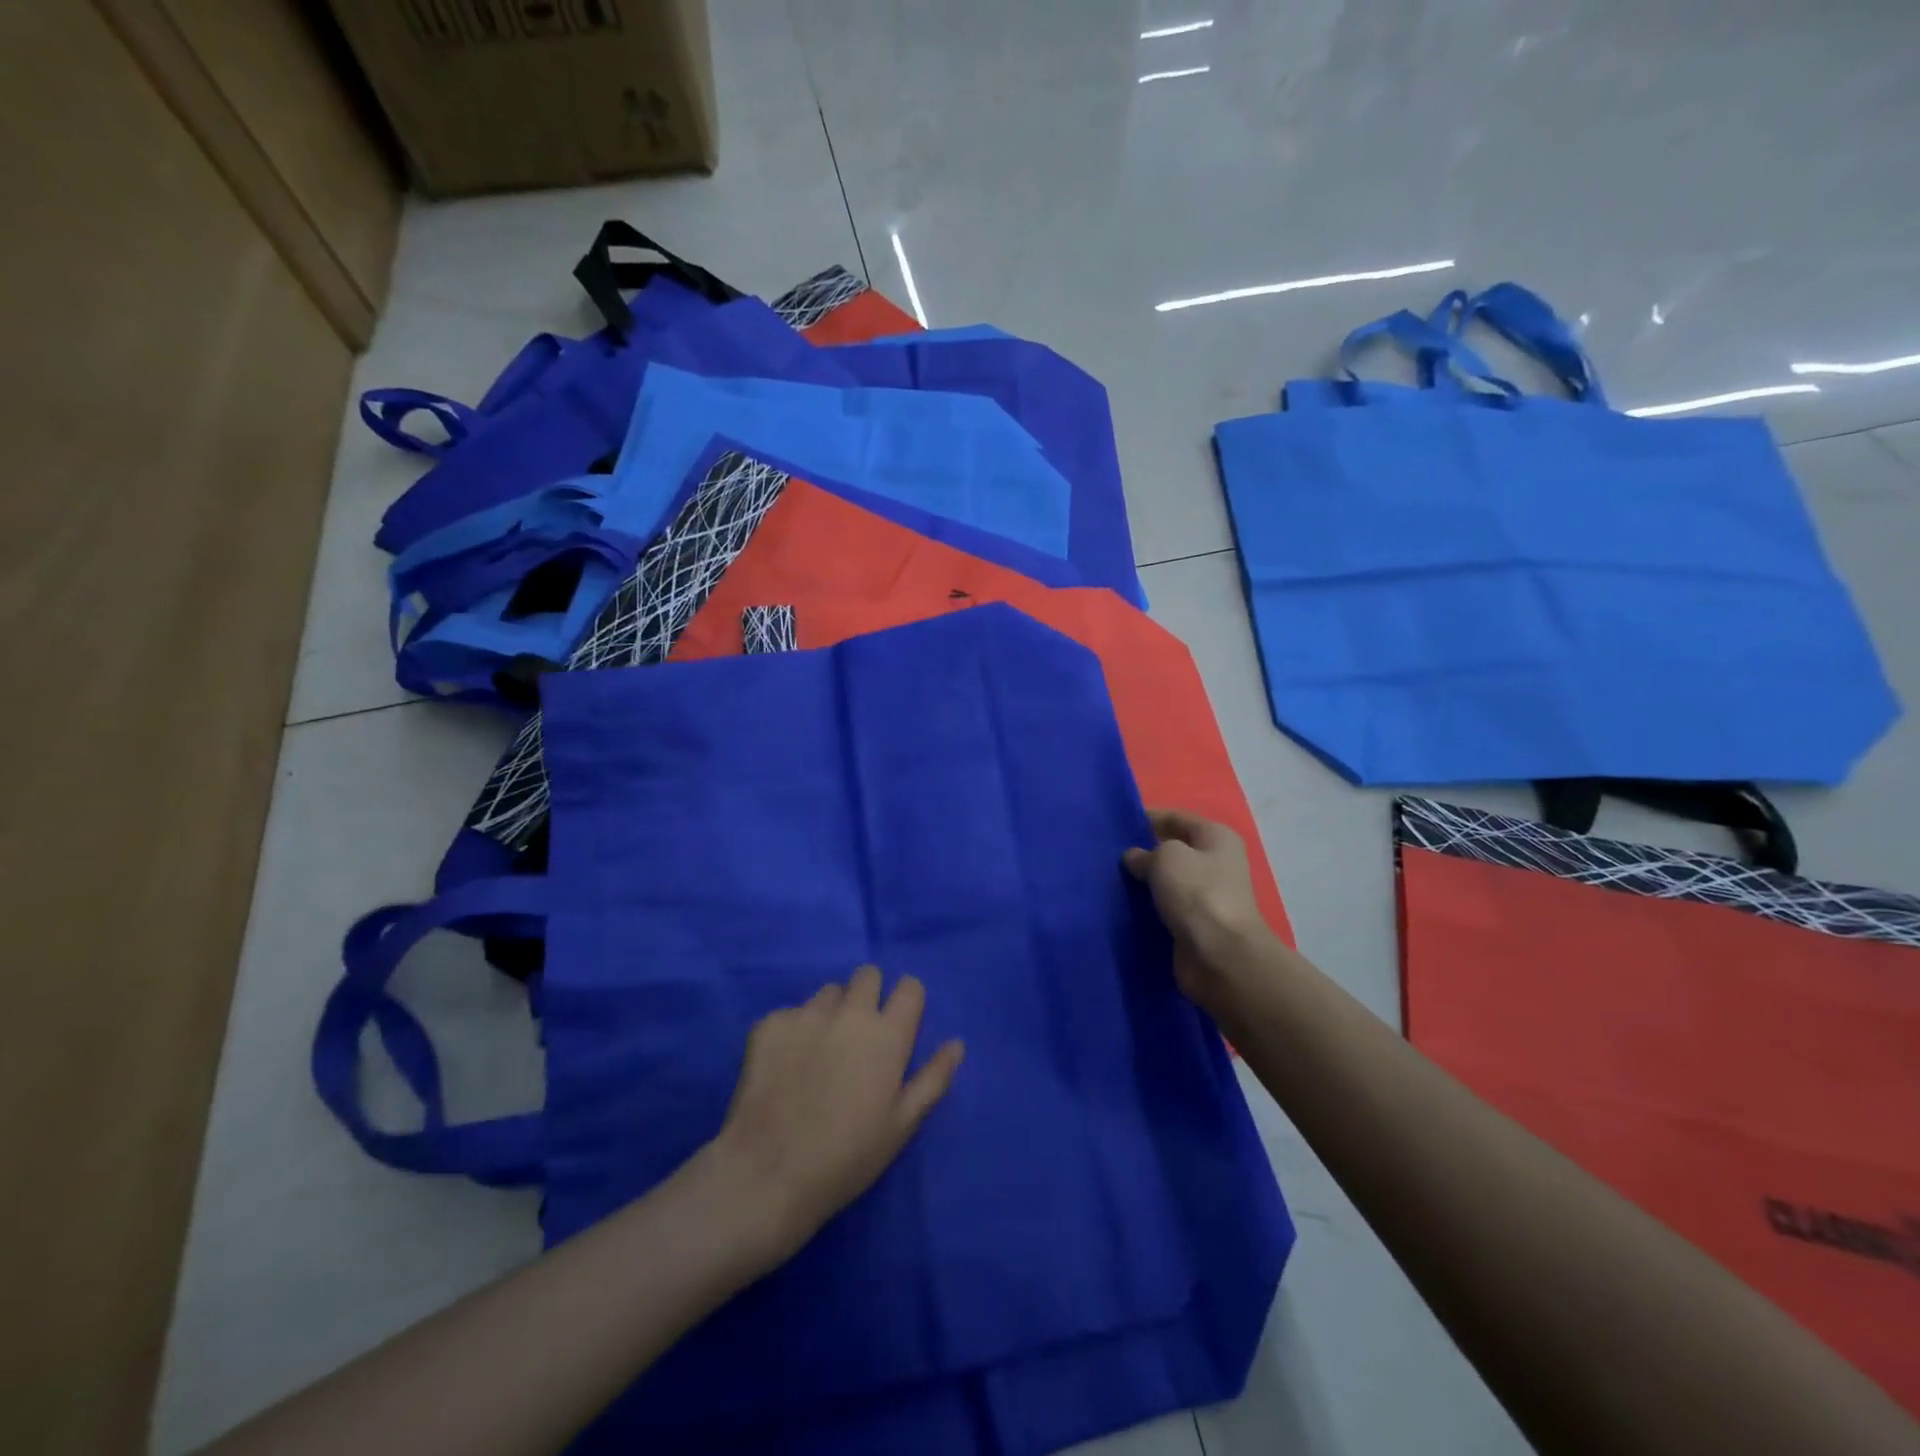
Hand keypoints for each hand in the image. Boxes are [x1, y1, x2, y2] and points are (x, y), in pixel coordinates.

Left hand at [708, 966, 964, 1262]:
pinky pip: (790, 1014)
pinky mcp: (769, 1024)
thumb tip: (957, 1043)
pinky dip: (792, 1032)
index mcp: (888, 1034)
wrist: (768, 1174)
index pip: (909, 987)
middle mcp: (850, 1012)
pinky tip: (785, 1067)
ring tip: (818, 1053)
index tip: (898, 1023)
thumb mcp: (902, 1125)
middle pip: (867, 975)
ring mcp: (807, 1014)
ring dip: (831, 1012)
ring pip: (828, 993)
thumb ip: (933, 1078)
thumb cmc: (847, 1157)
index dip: (906, 1001)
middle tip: (858, 1036)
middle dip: (868, 995)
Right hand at [1124, 809, 1265, 1015]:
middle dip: (1144, 851)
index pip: (1177, 818)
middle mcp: (1216, 863)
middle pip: (1173, 850)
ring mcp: (1207, 896)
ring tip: (1111, 879)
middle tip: (1109, 854)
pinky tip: (1123, 906)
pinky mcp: (1196, 925)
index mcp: (1217, 837)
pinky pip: (1166, 908)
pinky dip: (1148, 907)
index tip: (1117, 825)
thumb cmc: (1198, 894)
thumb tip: (1135, 858)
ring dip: (1144, 881)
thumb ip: (1146, 852)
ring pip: (1168, 881)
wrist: (1220, 956)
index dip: (1148, 818)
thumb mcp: (1167, 857)